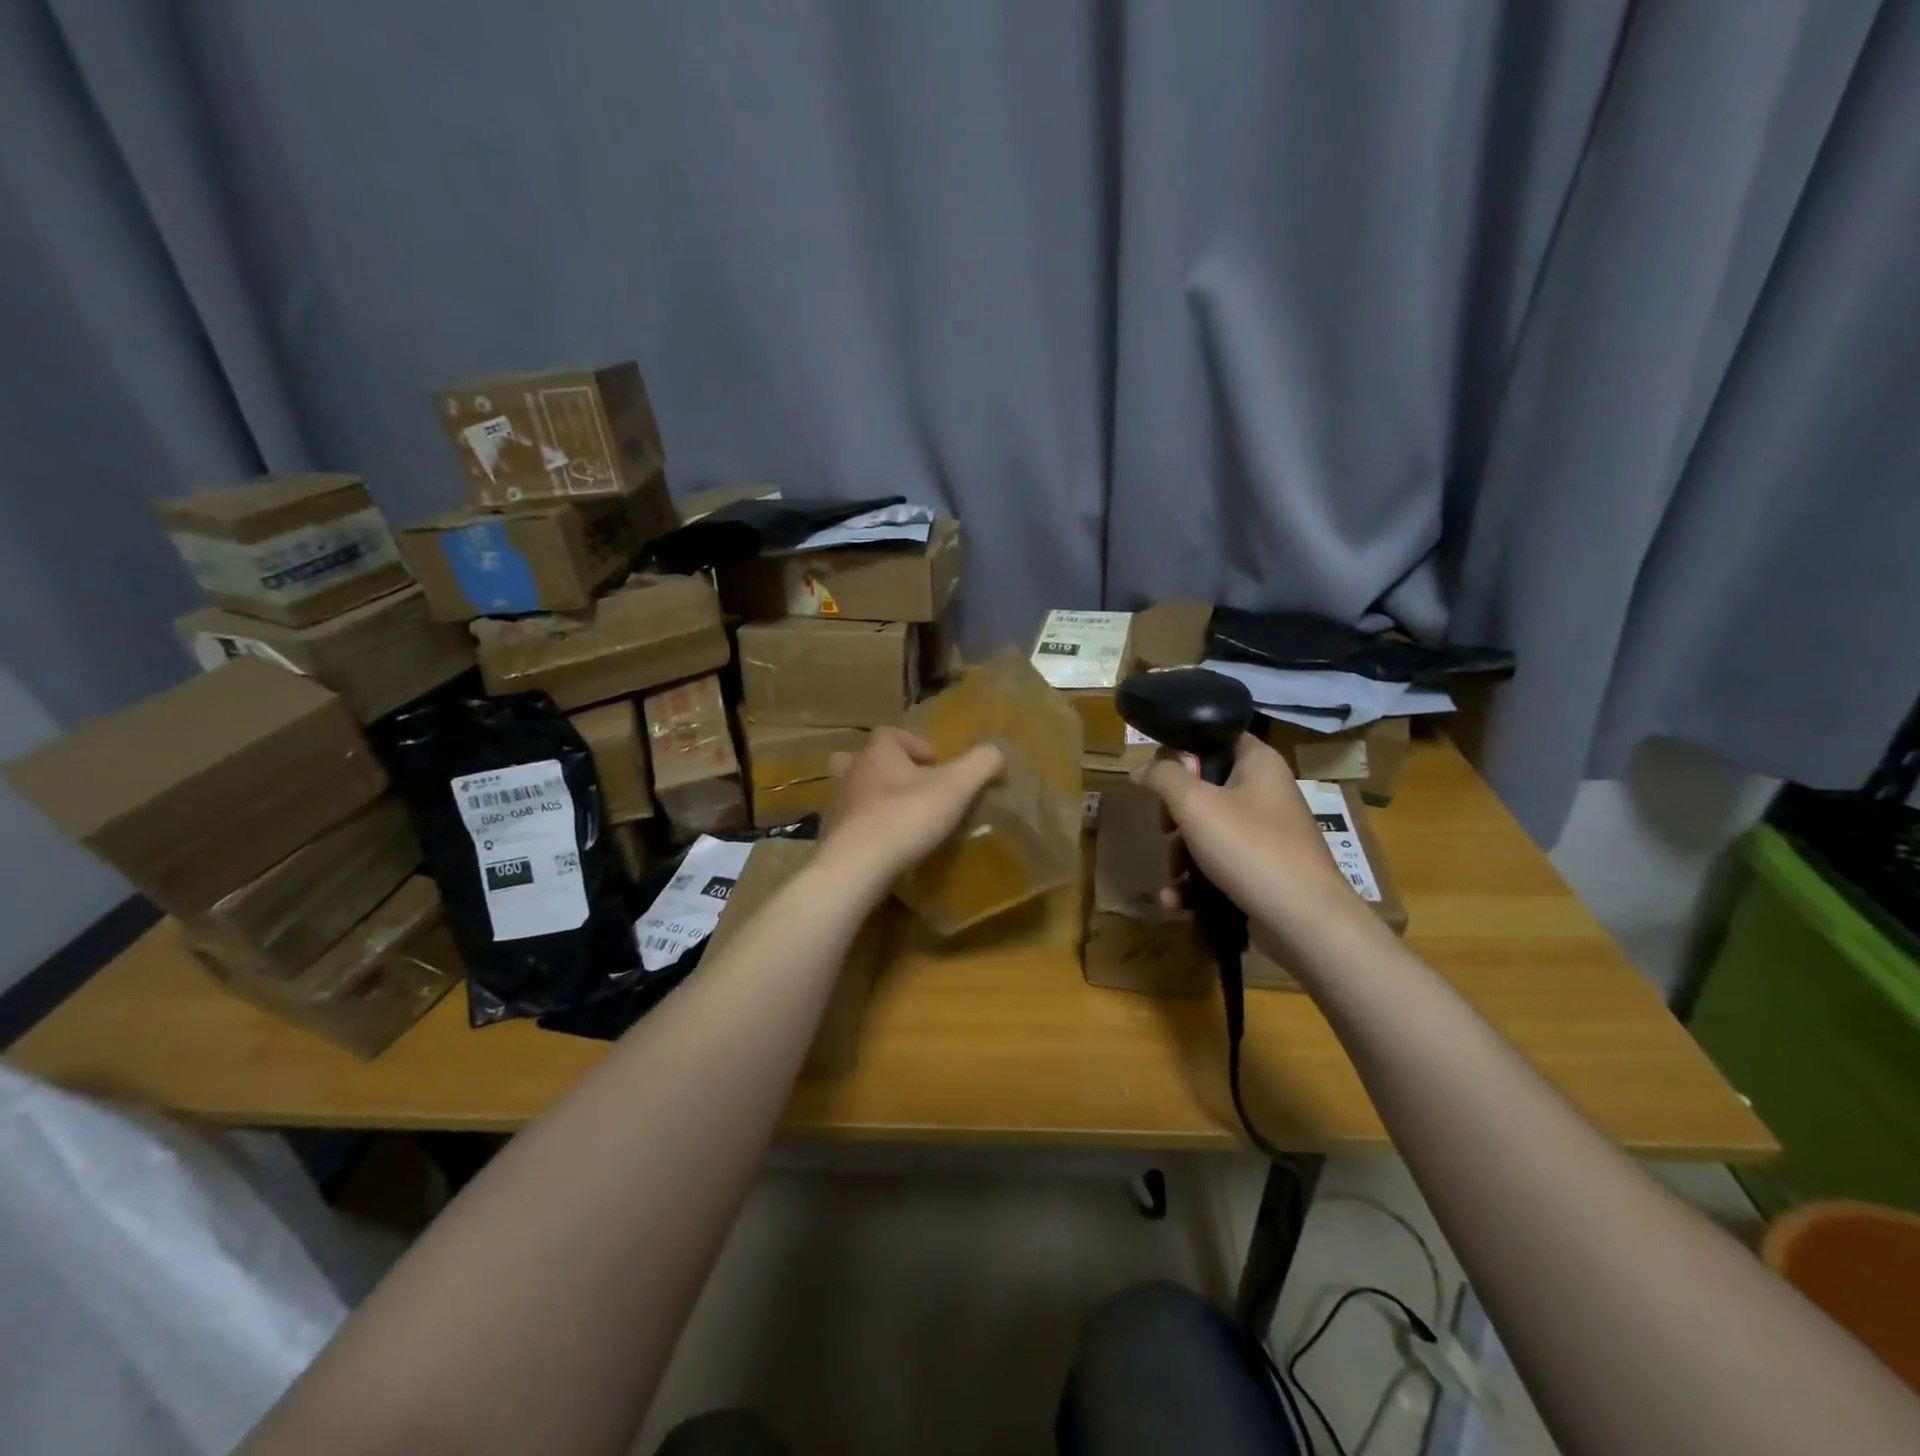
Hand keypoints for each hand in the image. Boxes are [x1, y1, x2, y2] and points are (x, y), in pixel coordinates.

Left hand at [816, 728, 1003, 891]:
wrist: (856, 867)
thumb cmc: (906, 817)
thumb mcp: (957, 786)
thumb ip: (982, 763)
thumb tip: (998, 753)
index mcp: (877, 752)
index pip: (892, 734)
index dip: (916, 744)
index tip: (937, 763)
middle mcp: (851, 772)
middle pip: (866, 759)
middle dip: (888, 769)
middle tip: (913, 787)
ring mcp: (836, 805)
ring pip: (854, 792)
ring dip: (875, 799)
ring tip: (901, 817)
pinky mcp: (831, 838)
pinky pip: (851, 825)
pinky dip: (867, 829)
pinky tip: (886, 847)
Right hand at [1134, 734, 1365, 938]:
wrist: (1304, 922)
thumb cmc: (1249, 848)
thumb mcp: (1194, 803)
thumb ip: (1163, 777)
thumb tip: (1141, 768)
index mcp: (1259, 763)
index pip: (1216, 737)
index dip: (1184, 749)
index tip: (1158, 773)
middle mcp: (1266, 793)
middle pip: (1205, 788)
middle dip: (1174, 814)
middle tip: (1164, 827)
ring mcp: (1266, 835)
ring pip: (1207, 831)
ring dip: (1180, 854)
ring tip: (1172, 876)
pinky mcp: (1262, 871)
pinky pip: (1219, 865)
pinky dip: (1196, 881)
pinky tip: (1177, 900)